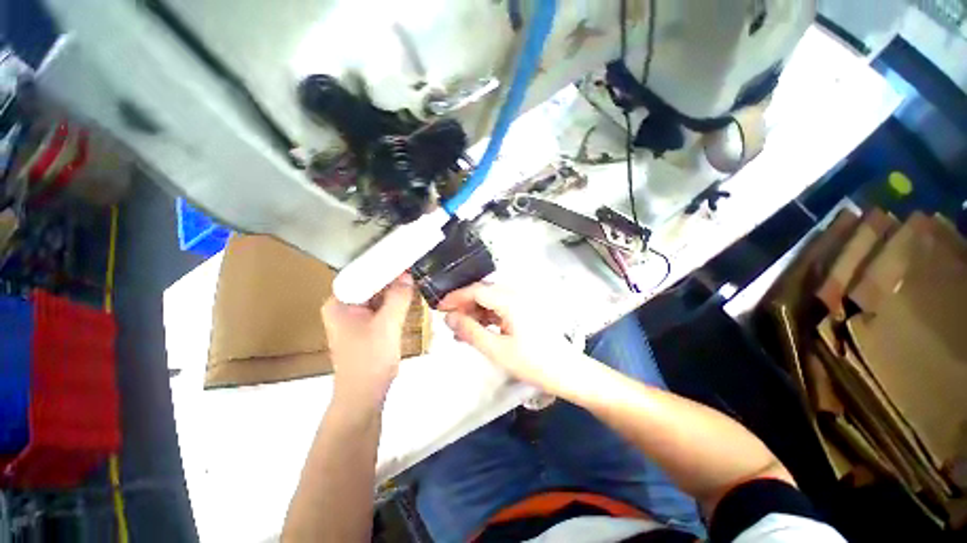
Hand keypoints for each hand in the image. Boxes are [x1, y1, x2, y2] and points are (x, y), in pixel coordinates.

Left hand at [322, 275, 413, 408]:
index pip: (360, 273)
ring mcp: (354, 317)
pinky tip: (408, 298)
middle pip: (369, 284)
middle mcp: (343, 307)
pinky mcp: (365, 327)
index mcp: (339, 303)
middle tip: (412, 268)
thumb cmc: (370, 360)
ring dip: (394, 291)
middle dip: (391, 278)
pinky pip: (381, 307)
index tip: (403, 259)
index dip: (382, 265)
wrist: (365, 395)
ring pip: (377, 296)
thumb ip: (398, 298)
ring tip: (413, 281)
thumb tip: (407, 275)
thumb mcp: (387, 325)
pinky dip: (394, 303)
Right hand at [439, 283, 580, 394]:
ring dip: (475, 313)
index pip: (476, 290)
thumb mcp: (496, 349)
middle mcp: (516, 295)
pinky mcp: (524, 311)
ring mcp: (521, 302)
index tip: (438, 308)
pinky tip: (478, 332)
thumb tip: (449, 317)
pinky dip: (487, 318)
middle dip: (464, 305)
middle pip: (483, 293)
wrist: (567, 372)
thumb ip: (470, 330)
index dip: (455, 297)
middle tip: (448, 322)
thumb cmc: (533, 362)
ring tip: (460, 330)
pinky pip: (500, 309)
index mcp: (509, 299)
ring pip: (491, 301)